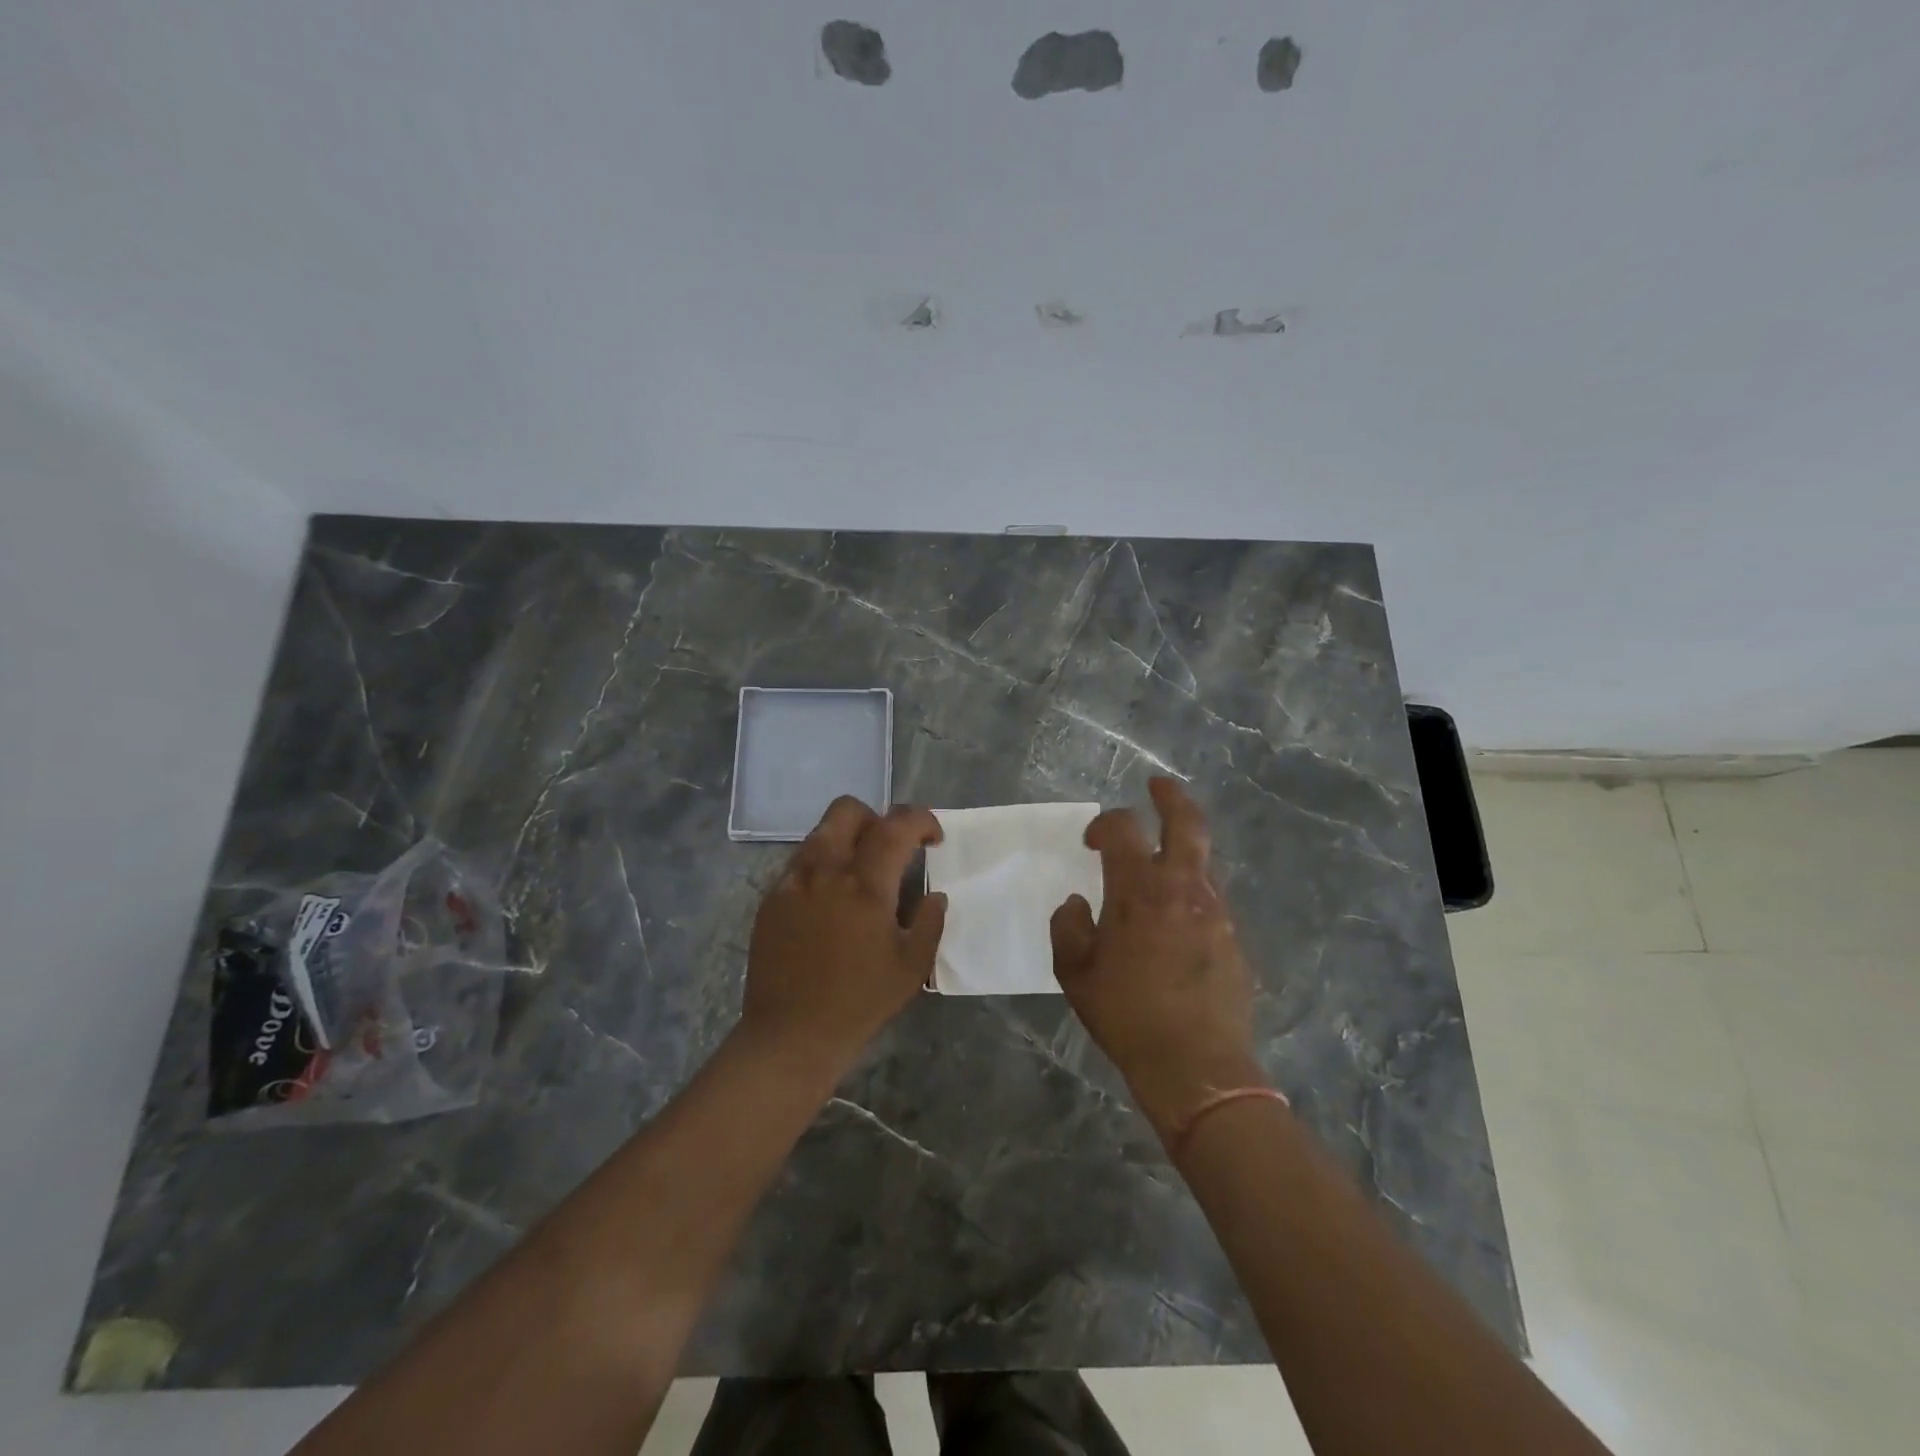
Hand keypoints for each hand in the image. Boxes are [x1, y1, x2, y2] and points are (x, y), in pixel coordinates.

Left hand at [740, 797, 946, 1082]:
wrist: (791, 1034)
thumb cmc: (859, 1002)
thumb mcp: (912, 967)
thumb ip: (930, 922)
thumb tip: (934, 895)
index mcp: (865, 886)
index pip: (895, 826)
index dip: (920, 820)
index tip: (933, 838)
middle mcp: (826, 871)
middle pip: (847, 810)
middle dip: (877, 818)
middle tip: (891, 850)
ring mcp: (793, 882)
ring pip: (820, 832)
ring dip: (847, 839)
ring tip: (859, 875)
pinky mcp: (772, 898)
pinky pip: (800, 862)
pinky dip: (822, 865)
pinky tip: (829, 901)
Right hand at [1050, 777, 1262, 1140]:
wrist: (1196, 1066)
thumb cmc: (1126, 1016)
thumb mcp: (1075, 974)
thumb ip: (1069, 927)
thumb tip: (1077, 903)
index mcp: (1138, 891)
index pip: (1123, 830)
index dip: (1104, 824)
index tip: (1091, 840)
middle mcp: (1182, 889)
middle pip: (1187, 822)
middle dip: (1170, 797)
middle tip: (1157, 786)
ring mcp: (1215, 911)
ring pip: (1203, 859)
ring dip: (1182, 847)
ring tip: (1161, 860)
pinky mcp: (1233, 937)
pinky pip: (1211, 896)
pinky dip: (1192, 888)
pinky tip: (1176, 916)